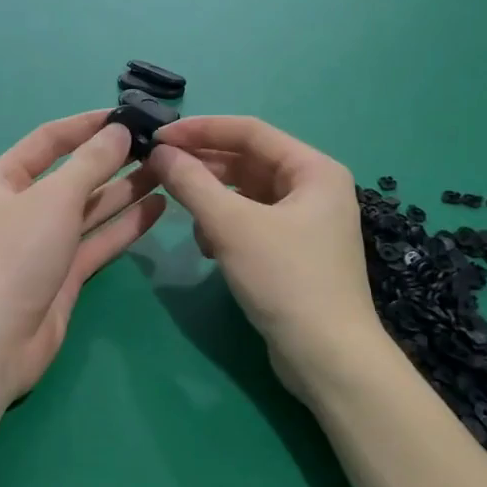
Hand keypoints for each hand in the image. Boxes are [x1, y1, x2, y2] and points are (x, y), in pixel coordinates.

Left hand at [0, 111, 166, 399]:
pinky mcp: (64, 276)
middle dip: (112, 159)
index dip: (86, 125)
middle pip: (73, 175)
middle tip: (158, 145)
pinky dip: (126, 226)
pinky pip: (98, 242)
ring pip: (90, 210)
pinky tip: (158, 208)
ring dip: (126, 190)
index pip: (48, 140)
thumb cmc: (13, 256)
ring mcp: (44, 245)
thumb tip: (118, 131)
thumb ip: (90, 163)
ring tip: (167, 170)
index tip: (126, 115)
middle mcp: (22, 209)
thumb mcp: (53, 198)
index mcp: (3, 181)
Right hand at [147, 117, 383, 399]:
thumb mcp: (232, 226)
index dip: (201, 129)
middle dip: (204, 166)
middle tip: (159, 170)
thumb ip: (193, 184)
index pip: (250, 132)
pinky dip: (226, 227)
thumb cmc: (285, 280)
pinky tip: (207, 247)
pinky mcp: (294, 251)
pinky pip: (252, 222)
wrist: (327, 357)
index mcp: (313, 169)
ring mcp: (306, 222)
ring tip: (184, 215)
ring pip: (247, 194)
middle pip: (248, 161)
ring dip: (213, 200)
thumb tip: (161, 153)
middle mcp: (314, 188)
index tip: (159, 135)